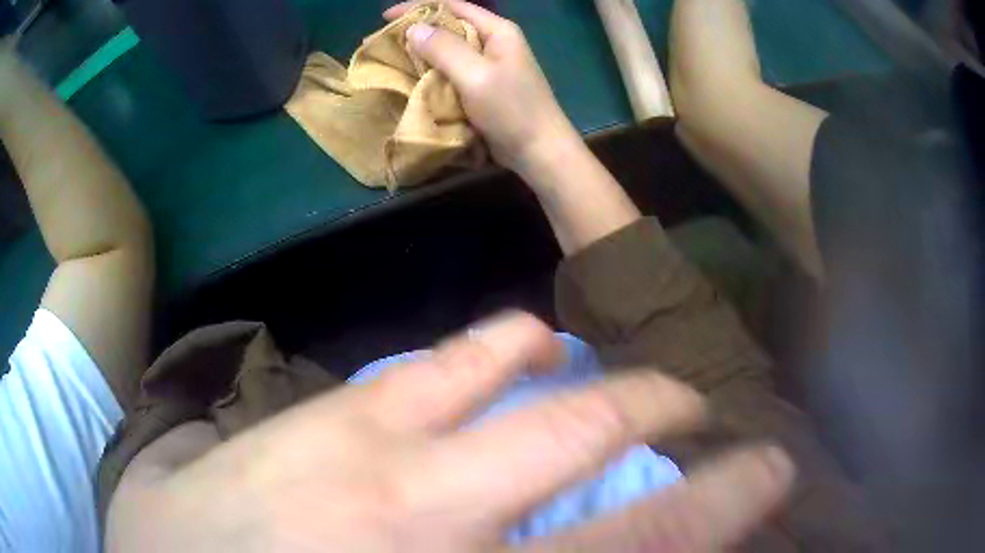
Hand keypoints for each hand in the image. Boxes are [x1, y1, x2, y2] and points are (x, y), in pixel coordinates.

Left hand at [107, 312, 793, 551]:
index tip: (771, 470)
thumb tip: (586, 534)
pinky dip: (489, 352)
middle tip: (701, 407)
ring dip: (578, 374)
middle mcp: (427, 511)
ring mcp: (361, 450)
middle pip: (585, 440)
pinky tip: (518, 342)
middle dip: (662, 415)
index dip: (720, 505)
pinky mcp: (315, 419)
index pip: (637, 541)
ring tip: (614, 364)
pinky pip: (427, 369)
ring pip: (507, 384)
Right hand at [384, 1, 580, 173]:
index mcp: (497, 30)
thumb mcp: (476, 76)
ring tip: (394, 59)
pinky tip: (415, 78)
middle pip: (450, 25)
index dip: (418, 7)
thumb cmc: (512, 111)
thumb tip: (414, 29)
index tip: (385, 19)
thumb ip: (445, 49)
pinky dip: (433, 71)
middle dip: (418, 30)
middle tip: (386, 43)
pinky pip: (453, 70)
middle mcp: (494, 41)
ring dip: (423, 52)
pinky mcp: (485, 85)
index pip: (452, 6)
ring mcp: (491, 64)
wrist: (540, 152)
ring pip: (450, 49)